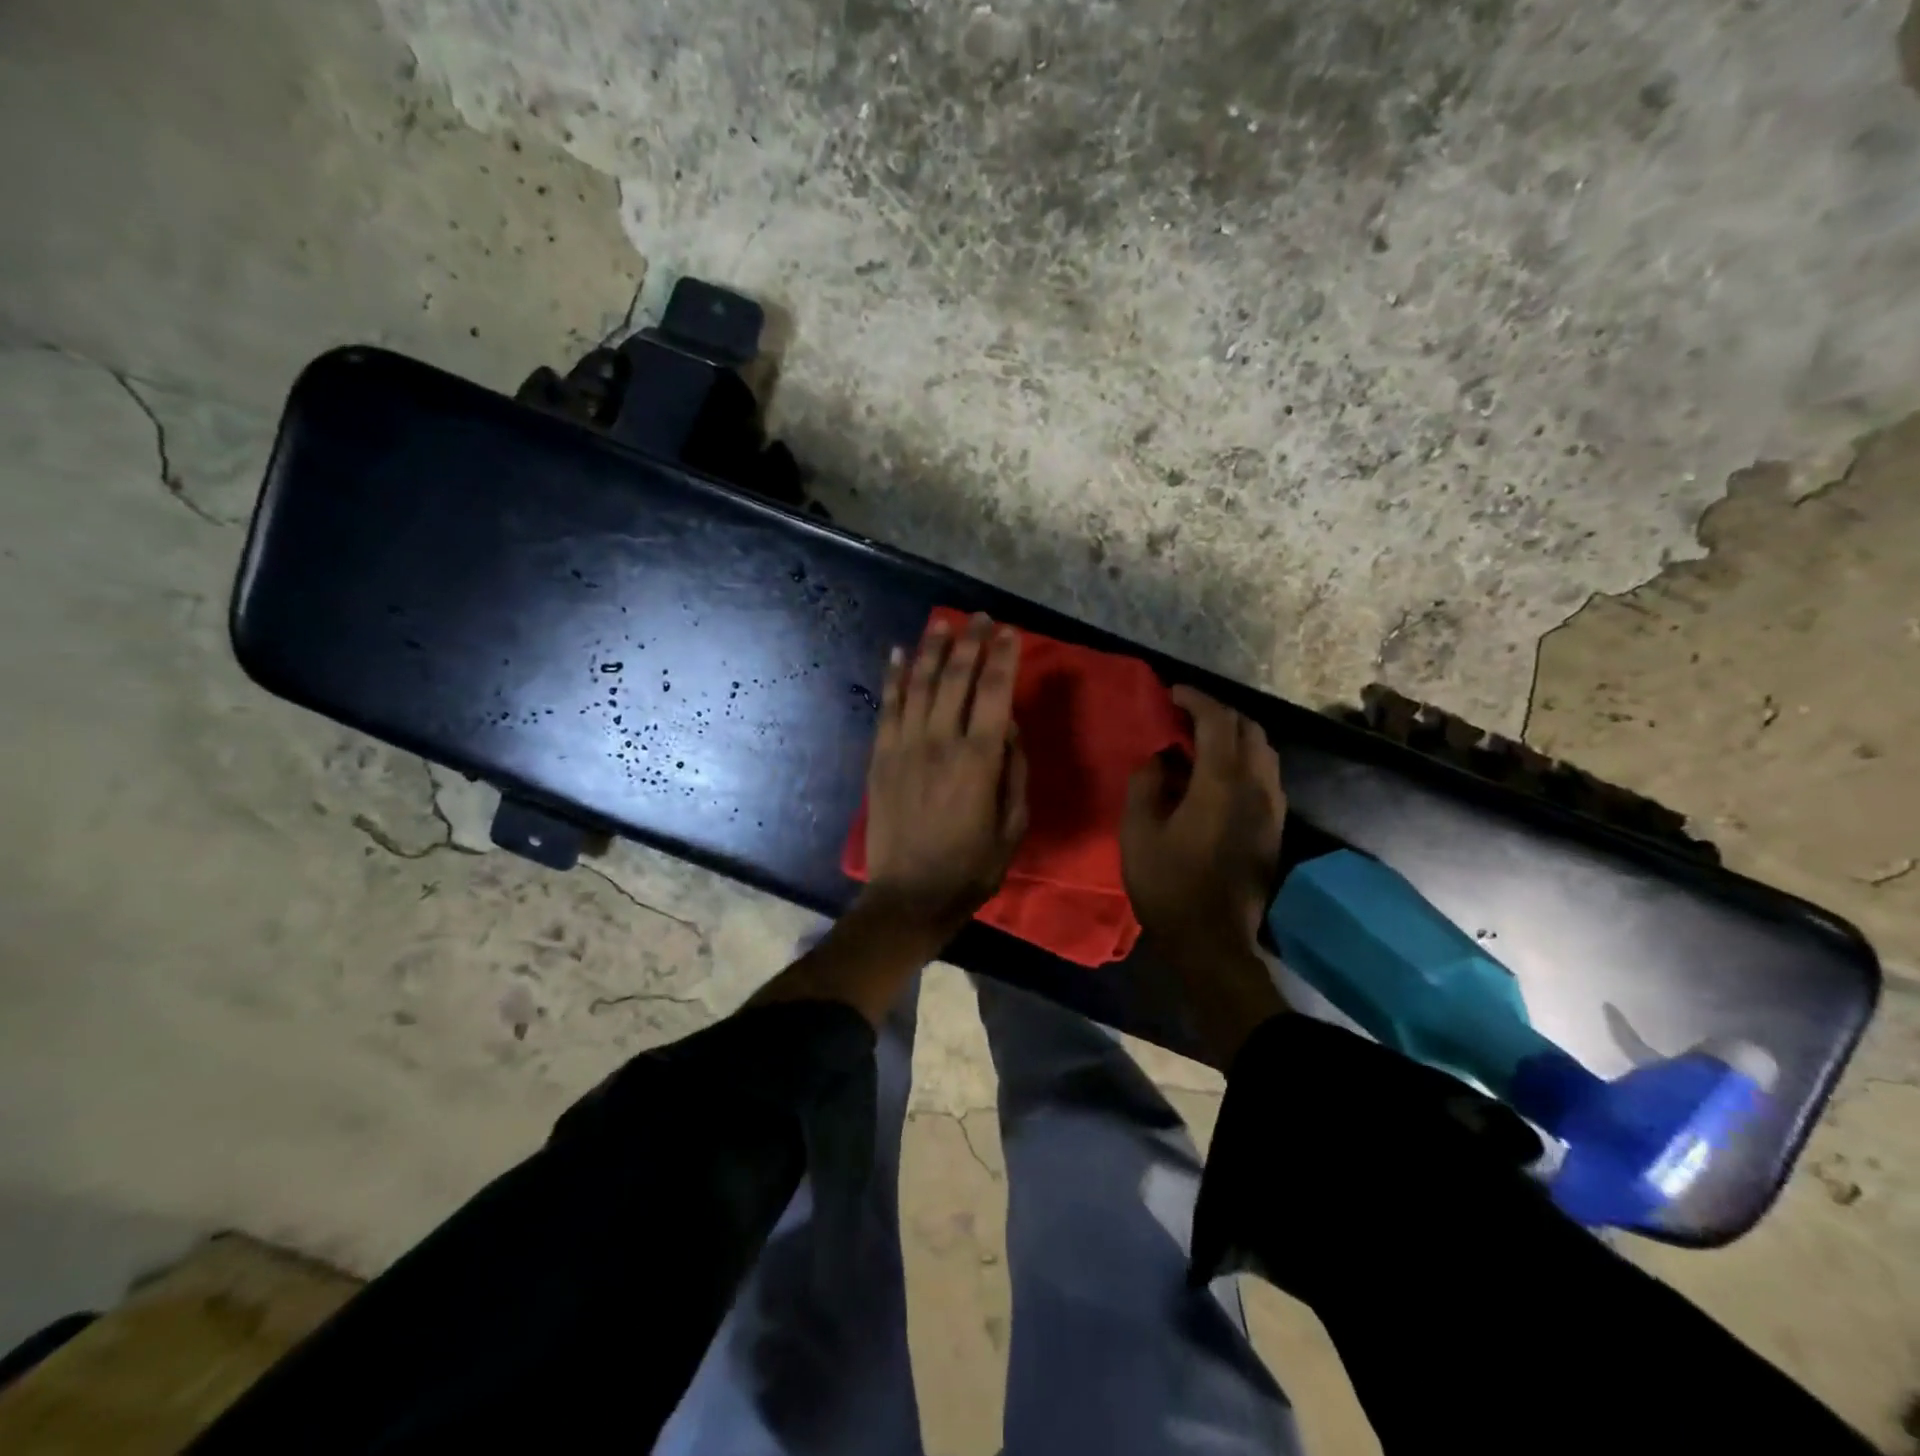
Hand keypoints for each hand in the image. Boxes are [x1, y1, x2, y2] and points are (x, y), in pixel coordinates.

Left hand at [859, 613, 1027, 940]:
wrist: (909, 896)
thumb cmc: (971, 867)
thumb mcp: (1013, 826)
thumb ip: (1014, 771)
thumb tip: (1008, 726)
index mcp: (979, 760)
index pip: (994, 692)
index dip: (1003, 657)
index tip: (1009, 632)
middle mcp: (940, 742)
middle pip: (956, 678)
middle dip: (970, 642)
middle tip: (980, 617)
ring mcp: (904, 747)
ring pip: (918, 684)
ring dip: (931, 649)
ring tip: (942, 622)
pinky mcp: (880, 757)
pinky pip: (887, 707)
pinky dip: (893, 677)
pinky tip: (897, 653)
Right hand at [1122, 686, 1288, 1062]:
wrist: (1212, 941)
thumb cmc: (1168, 886)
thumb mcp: (1138, 831)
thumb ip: (1147, 783)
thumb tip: (1161, 758)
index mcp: (1221, 783)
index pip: (1217, 721)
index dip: (1195, 699)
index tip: (1172, 693)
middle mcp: (1256, 786)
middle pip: (1248, 728)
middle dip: (1218, 712)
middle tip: (1184, 714)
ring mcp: (1272, 807)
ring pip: (1264, 750)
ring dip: (1235, 734)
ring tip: (1201, 741)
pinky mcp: (1275, 826)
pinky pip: (1266, 774)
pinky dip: (1244, 758)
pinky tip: (1218, 774)